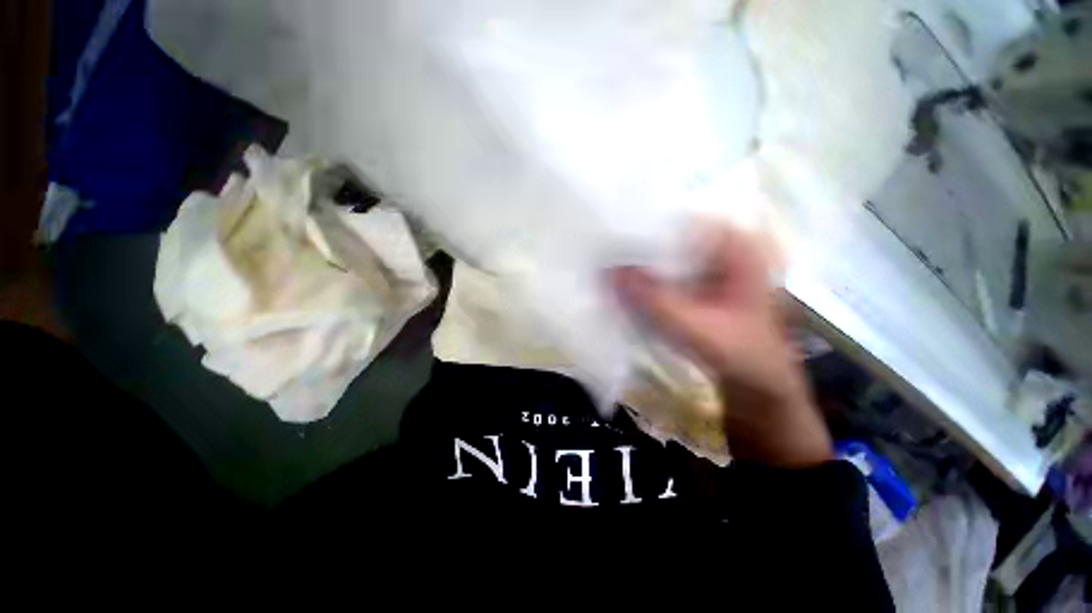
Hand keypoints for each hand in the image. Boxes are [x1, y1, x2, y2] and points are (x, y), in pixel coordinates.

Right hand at [611, 224, 831, 467]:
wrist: (757, 380)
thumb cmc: (740, 353)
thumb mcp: (697, 329)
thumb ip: (655, 301)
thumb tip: (610, 271)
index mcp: (736, 245)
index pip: (682, 219)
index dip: (646, 223)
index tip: (612, 232)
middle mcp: (723, 245)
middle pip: (671, 233)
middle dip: (638, 242)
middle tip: (603, 249)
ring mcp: (710, 263)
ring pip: (666, 251)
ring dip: (640, 260)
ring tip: (607, 261)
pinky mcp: (698, 280)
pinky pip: (666, 269)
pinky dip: (647, 275)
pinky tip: (625, 281)